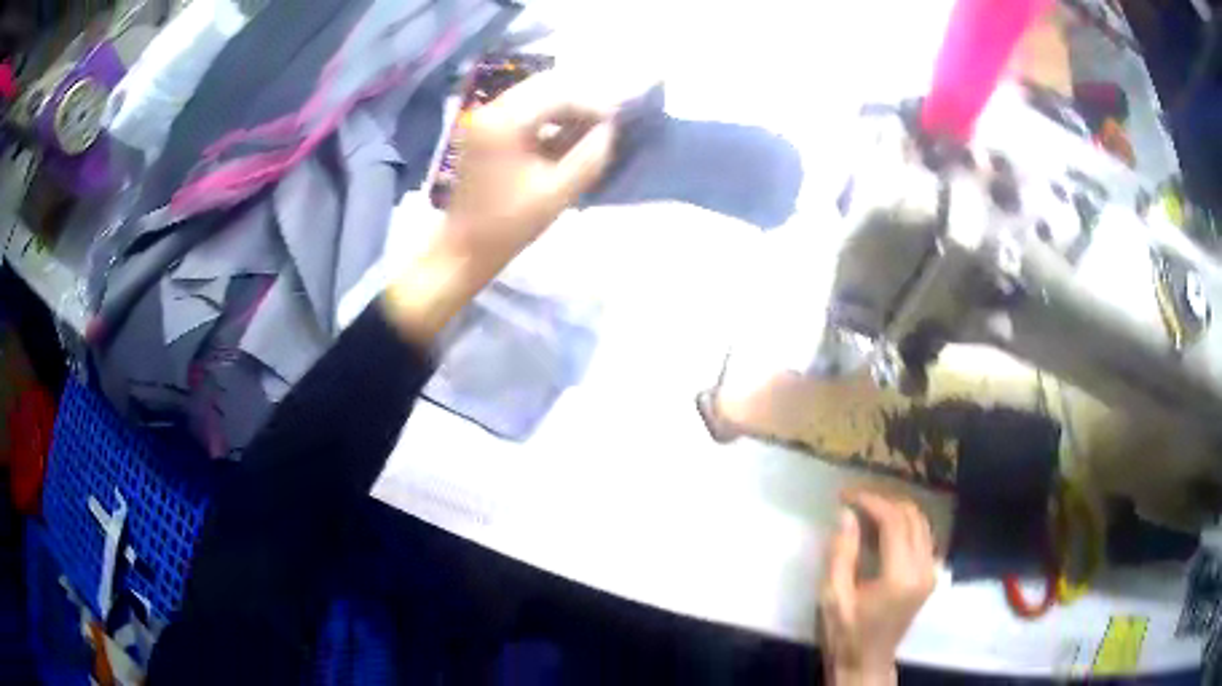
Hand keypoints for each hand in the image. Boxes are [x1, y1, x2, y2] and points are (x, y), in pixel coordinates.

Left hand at [445, 72, 615, 271]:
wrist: (463, 248)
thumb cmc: (509, 224)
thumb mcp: (559, 192)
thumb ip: (590, 156)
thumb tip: (610, 129)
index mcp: (505, 122)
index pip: (560, 94)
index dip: (593, 105)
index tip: (616, 124)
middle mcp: (491, 109)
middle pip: (544, 86)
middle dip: (579, 101)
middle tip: (604, 124)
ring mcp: (482, 118)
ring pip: (533, 94)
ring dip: (563, 107)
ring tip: (587, 131)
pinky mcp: (482, 129)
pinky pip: (521, 108)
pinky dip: (546, 116)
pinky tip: (562, 137)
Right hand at [820, 489, 936, 684]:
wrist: (867, 661)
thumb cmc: (846, 633)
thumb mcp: (833, 597)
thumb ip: (841, 553)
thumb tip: (846, 513)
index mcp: (900, 576)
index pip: (894, 522)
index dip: (871, 502)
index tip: (846, 495)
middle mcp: (923, 568)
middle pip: (912, 516)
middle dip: (884, 501)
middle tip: (854, 500)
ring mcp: (931, 571)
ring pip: (921, 522)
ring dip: (896, 509)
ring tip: (866, 509)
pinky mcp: (930, 574)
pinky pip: (923, 535)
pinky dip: (904, 523)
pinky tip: (882, 527)